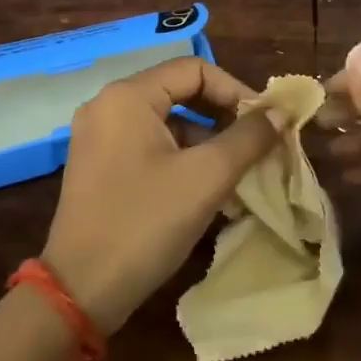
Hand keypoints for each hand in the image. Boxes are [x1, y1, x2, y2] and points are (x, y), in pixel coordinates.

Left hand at [42, 57, 279, 335]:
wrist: (80, 290)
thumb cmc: (145, 223)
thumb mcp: (206, 177)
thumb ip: (248, 137)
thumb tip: (281, 112)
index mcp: (128, 96)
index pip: (194, 69)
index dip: (235, 90)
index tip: (265, 122)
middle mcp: (107, 106)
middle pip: (179, 91)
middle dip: (222, 114)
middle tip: (256, 142)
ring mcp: (98, 137)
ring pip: (166, 121)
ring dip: (205, 138)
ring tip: (237, 168)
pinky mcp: (98, 166)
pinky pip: (148, 144)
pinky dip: (181, 156)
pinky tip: (206, 185)